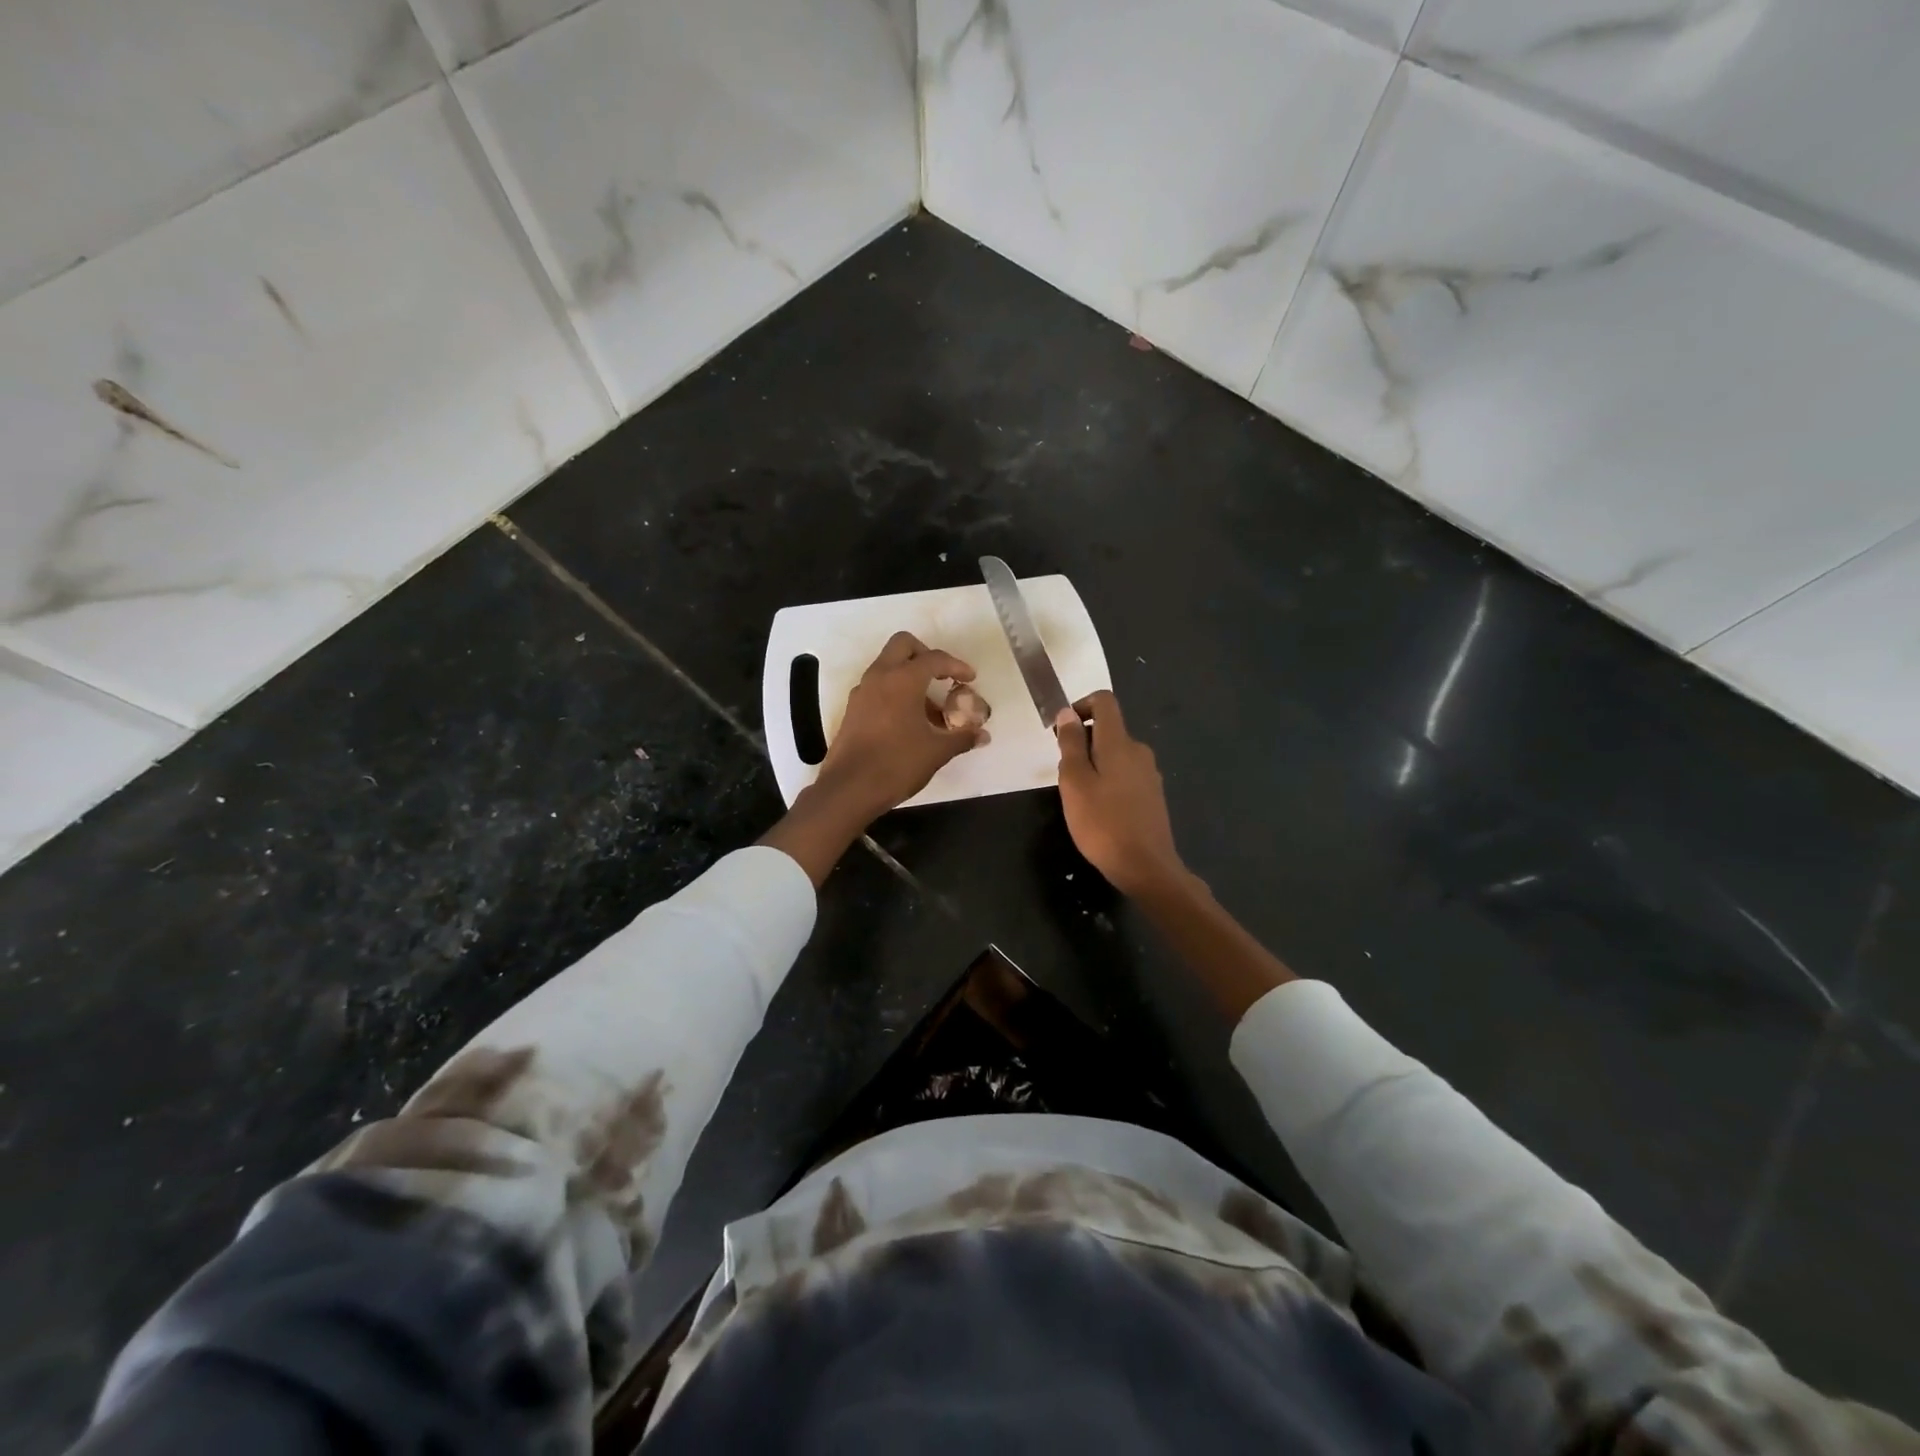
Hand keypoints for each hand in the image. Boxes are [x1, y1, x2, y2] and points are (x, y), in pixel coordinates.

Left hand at [815, 631, 987, 819]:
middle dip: (926, 655)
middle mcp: (879, 677)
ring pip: (888, 666)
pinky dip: (895, 692)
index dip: (956, 665)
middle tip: (942, 678)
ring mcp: (862, 692)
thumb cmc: (897, 764)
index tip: (970, 678)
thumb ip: (962, 738)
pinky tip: (908, 722)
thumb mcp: (937, 752)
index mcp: (903, 679)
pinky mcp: (853, 709)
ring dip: (910, 677)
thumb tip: (982, 735)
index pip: (934, 658)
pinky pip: (877, 687)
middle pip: (903, 645)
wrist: (849, 789)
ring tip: (930, 710)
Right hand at [1055, 691, 1185, 896]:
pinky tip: (1099, 811)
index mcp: (1119, 742)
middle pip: (1108, 730)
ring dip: (1094, 765)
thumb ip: (1070, 744)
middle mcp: (1139, 751)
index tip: (1062, 732)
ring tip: (1079, 797)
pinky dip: (1108, 781)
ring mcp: (1149, 774)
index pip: (1104, 701)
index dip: (1081, 706)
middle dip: (1082, 742)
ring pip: (1115, 754)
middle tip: (1064, 774)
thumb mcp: (1074, 782)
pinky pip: (1125, 775)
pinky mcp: (1153, 795)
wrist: (1146, 867)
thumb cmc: (1102, 823)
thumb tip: (1068, 712)